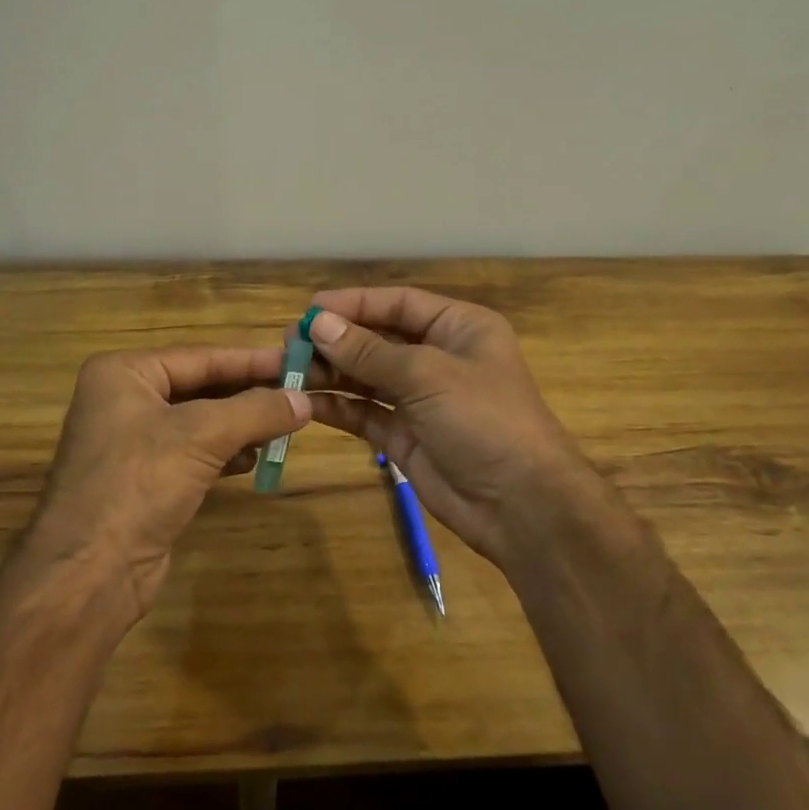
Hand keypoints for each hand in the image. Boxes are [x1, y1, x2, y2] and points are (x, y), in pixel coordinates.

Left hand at [27, 345, 310, 621]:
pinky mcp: (144, 480)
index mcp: (123, 374)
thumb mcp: (202, 436)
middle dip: (248, 394)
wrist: (90, 573)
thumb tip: (305, 401)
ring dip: (241, 425)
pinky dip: (224, 453)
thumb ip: (257, 411)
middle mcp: (123, 400)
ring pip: (200, 422)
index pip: (200, 357)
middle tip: (298, 394)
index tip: (297, 361)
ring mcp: (132, 443)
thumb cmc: (139, 484)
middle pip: (200, 387)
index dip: (251, 360)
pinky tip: (254, 459)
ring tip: (284, 427)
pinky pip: (193, 453)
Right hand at [303, 287, 598, 568]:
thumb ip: (369, 351)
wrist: (521, 505)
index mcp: (458, 328)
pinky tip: (307, 403)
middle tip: (288, 343)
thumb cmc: (484, 420)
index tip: (309, 310)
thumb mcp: (427, 375)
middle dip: (336, 340)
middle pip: (378, 339)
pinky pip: (365, 412)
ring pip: (366, 376)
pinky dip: (338, 407)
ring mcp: (421, 399)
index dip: (354, 303)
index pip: (399, 303)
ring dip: (330, 372)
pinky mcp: (405, 435)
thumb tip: (318, 324)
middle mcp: (439, 357)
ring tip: (287, 371)